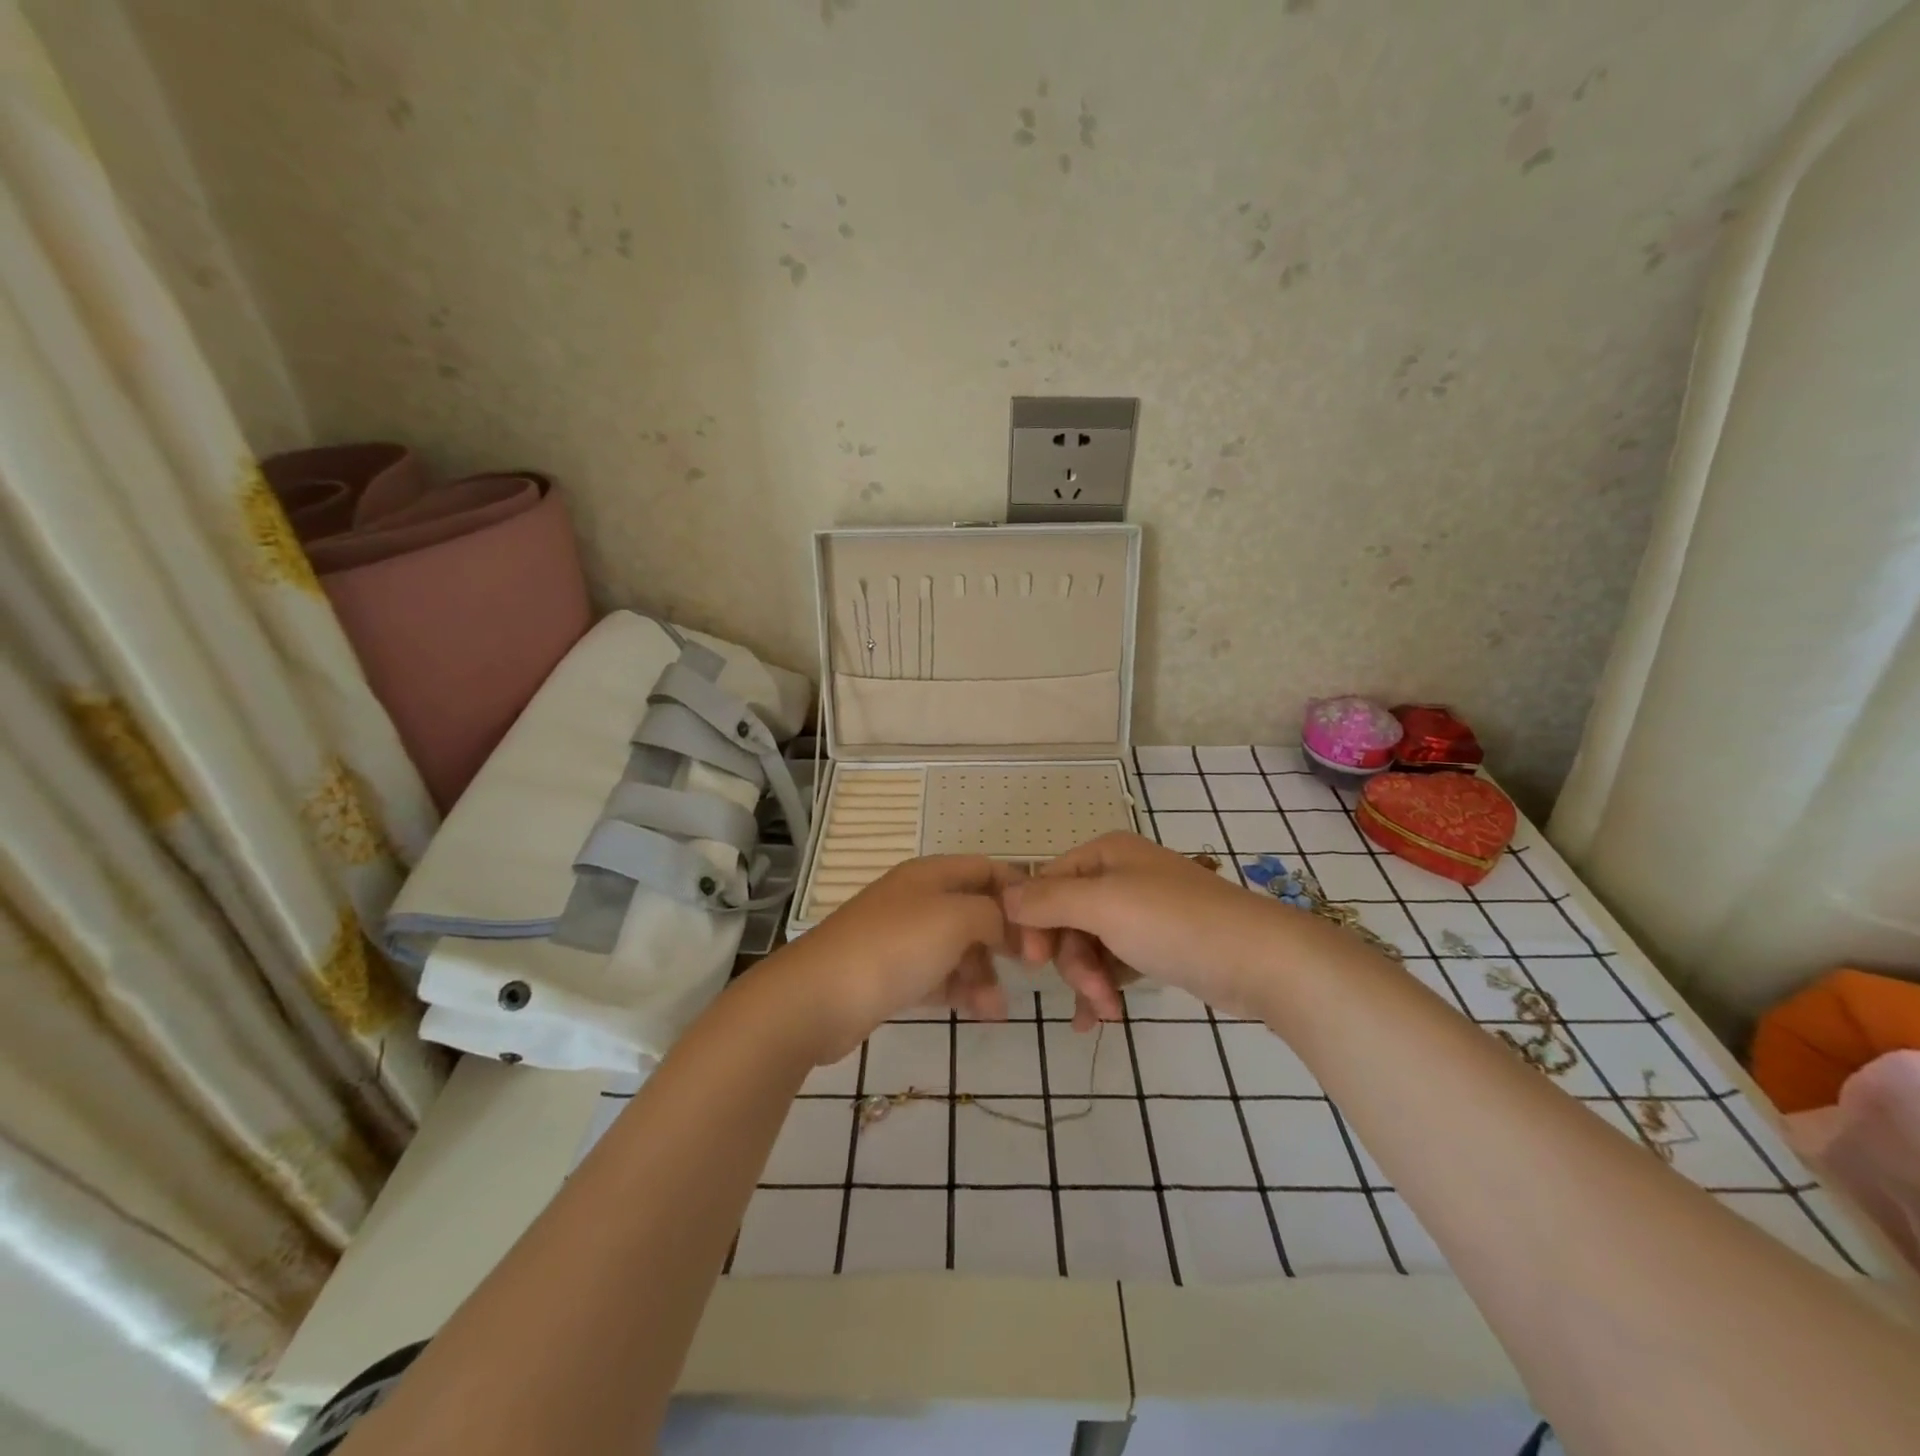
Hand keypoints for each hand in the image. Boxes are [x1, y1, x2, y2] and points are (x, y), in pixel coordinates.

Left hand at [769, 856, 1033, 1063]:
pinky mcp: (892, 974)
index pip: (987, 870)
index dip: (1020, 893)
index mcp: (931, 874)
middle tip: (1031, 968)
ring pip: (959, 948)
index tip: (1047, 927)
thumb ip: (993, 914)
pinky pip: (938, 976)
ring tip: (996, 1007)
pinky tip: (981, 1013)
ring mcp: (902, 938)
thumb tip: (1011, 923)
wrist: (818, 998)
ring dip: (984, 973)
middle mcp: (917, 899)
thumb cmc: (894, 947)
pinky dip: (960, 991)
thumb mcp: (956, 918)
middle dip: (1005, 938)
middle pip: (975, 910)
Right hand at [1005, 831, 1309, 1023]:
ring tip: (1104, 1012)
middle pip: (1066, 917)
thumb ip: (1048, 900)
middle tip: (1090, 993)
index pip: (1045, 882)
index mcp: (1105, 854)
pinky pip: (1113, 960)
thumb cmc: (1175, 924)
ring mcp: (1141, 909)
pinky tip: (1099, 1018)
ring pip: (1088, 943)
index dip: (1032, 922)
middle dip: (1070, 959)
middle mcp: (1120, 874)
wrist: (1261, 960)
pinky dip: (1104, 986)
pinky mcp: (1158, 942)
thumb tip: (1001, 896)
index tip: (1030, 962)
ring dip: (1088, 979)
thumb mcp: (1104, 905)